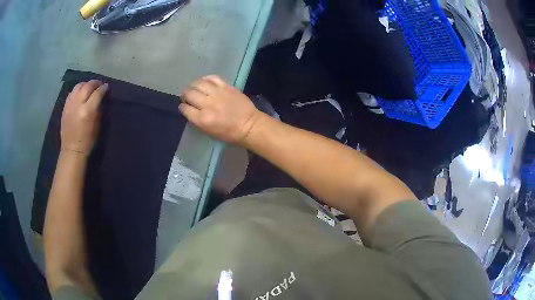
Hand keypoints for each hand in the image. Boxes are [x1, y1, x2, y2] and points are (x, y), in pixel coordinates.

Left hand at [61, 80, 107, 155]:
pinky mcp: (65, 107)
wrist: (72, 150)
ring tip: (89, 87)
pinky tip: (80, 93)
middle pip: (87, 86)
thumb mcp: (97, 125)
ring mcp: (70, 105)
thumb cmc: (87, 140)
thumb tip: (101, 97)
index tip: (106, 87)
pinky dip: (77, 90)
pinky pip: (72, 93)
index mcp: (88, 111)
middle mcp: (78, 104)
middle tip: (99, 84)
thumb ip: (98, 108)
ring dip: (85, 84)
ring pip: (78, 86)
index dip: (103, 88)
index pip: (97, 93)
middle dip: (95, 83)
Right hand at [179, 75, 260, 143]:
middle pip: (189, 93)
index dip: (182, 107)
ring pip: (198, 83)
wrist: (249, 125)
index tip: (184, 106)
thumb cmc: (229, 133)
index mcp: (203, 119)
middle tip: (187, 96)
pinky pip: (212, 77)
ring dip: (193, 85)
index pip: (185, 108)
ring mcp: (217, 93)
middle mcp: (207, 104)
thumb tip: (189, 109)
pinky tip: (205, 82)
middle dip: (185, 95)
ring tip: (194, 88)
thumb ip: (197, 120)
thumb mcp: (208, 132)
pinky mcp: (226, 86)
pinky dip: (206, 79)